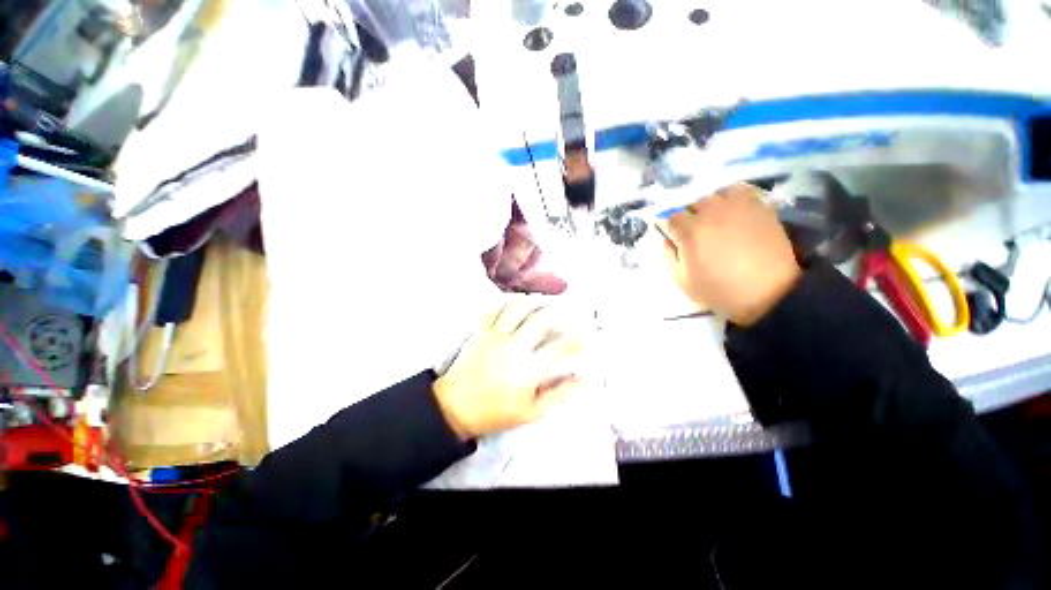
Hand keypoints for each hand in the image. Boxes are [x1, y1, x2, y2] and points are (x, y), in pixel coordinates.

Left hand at [433, 296, 584, 438]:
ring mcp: (495, 335)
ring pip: (517, 308)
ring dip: (533, 301)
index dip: (577, 340)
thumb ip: (559, 394)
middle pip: (540, 319)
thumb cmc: (496, 412)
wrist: (455, 407)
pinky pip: (494, 309)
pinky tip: (515, 301)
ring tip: (543, 299)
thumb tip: (584, 380)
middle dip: (558, 311)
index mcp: (528, 368)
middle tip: (567, 309)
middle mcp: (514, 346)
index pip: (560, 348)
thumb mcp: (531, 412)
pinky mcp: (481, 331)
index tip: (587, 335)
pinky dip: (506, 301)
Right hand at [659, 183, 800, 325]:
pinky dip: (732, 197)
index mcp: (689, 231)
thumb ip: (669, 256)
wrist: (770, 293)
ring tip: (715, 221)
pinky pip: (739, 190)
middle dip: (689, 217)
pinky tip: (733, 211)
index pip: (671, 217)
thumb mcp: (682, 281)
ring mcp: (737, 206)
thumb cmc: (720, 290)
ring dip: (709, 206)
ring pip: (714, 195)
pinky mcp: (759, 206)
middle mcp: (711, 212)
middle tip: (695, 233)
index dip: (671, 227)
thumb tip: (667, 239)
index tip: (675, 238)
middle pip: (692, 204)